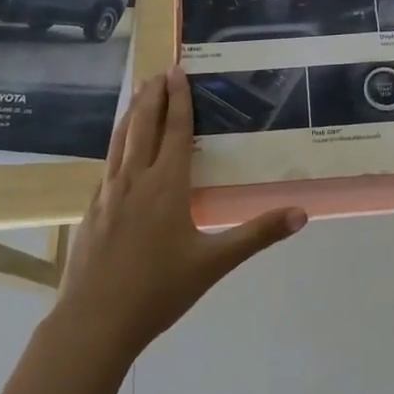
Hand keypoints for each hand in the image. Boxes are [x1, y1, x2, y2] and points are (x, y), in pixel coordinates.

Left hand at [56, 66, 305, 356]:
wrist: (94, 321)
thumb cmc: (159, 290)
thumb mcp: (214, 263)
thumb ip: (257, 235)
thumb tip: (301, 214)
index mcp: (167, 185)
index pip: (176, 130)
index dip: (179, 100)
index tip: (177, 72)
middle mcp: (136, 179)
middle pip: (144, 125)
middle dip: (153, 96)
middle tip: (159, 72)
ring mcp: (109, 192)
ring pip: (121, 140)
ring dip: (131, 113)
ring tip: (137, 93)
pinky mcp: (92, 209)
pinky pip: (107, 162)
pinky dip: (116, 142)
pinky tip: (118, 149)